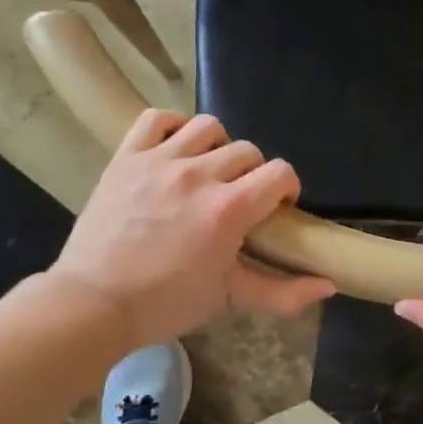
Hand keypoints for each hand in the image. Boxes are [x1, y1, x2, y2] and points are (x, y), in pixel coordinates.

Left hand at [54, 109, 333, 347]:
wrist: (92, 304)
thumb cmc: (166, 304)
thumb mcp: (230, 299)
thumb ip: (284, 292)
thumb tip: (330, 284)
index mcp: (229, 209)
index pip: (279, 172)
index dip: (286, 188)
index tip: (276, 209)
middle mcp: (199, 175)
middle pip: (248, 152)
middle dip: (253, 175)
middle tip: (238, 201)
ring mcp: (160, 161)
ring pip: (209, 127)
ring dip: (218, 147)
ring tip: (208, 172)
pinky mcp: (127, 157)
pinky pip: (157, 118)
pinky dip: (173, 127)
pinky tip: (176, 149)